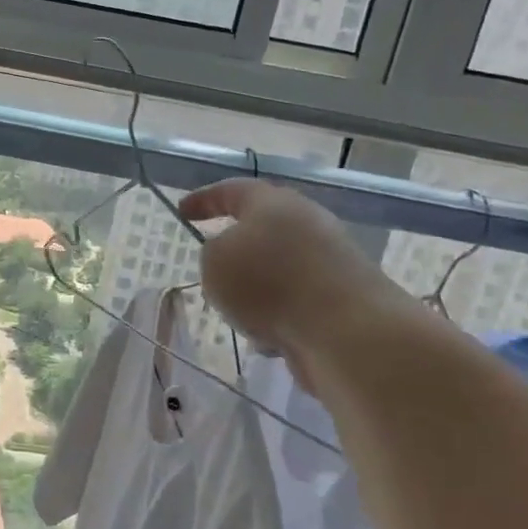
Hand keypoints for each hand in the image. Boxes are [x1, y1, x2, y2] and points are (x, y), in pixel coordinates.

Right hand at [179, 179, 407, 386]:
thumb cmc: (269, 284)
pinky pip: (296, 301)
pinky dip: (279, 314)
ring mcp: (330, 260)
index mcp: (273, 203)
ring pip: (278, 269)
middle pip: (262, 229)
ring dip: (256, 289)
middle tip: (212, 267)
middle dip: (235, 250)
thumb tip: (231, 257)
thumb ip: (212, 252)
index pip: (232, 190)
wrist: (345, 331)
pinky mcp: (342, 297)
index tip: (182, 212)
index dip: (204, 199)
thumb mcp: (215, 262)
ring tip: (238, 314)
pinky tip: (270, 338)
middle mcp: (306, 222)